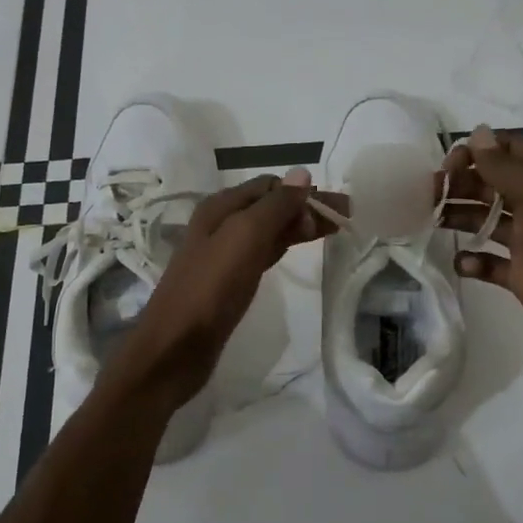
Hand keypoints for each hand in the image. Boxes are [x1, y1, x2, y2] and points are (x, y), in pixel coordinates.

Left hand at [107, 169, 333, 406]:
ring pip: (268, 230)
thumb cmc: (210, 289)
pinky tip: (296, 250)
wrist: (175, 348)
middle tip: (347, 218)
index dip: (304, 193)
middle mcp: (220, 225)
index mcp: (220, 207)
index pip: (271, 186)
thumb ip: (274, 206)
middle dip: (307, 207)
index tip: (338, 209)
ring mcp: (223, 254)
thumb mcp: (244, 238)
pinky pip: (261, 254)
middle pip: (271, 206)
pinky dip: (283, 247)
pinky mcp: (228, 282)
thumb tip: (303, 173)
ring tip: (334, 231)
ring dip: (298, 226)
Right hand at [440, 126, 522, 381]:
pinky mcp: (522, 278)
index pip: (509, 151)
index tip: (449, 164)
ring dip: (459, 217)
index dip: (478, 150)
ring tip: (431, 220)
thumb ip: (507, 168)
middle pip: (491, 185)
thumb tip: (478, 134)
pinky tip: (461, 262)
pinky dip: (472, 261)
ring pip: (487, 222)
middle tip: (428, 194)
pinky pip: (490, 264)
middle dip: (460, 183)